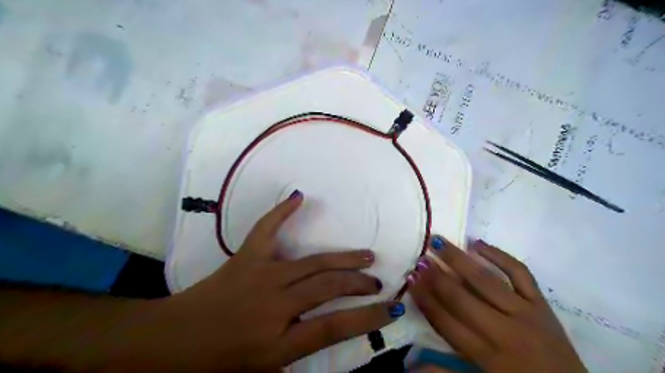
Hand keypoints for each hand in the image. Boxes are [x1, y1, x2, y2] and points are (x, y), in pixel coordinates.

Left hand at [158, 191, 405, 370]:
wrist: (174, 341)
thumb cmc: (220, 361)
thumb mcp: (266, 369)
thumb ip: (302, 349)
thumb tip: (333, 328)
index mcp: (279, 342)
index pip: (335, 326)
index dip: (368, 317)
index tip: (391, 308)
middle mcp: (275, 304)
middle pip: (328, 287)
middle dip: (359, 283)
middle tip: (377, 282)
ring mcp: (261, 275)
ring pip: (313, 262)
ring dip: (343, 258)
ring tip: (365, 256)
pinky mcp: (246, 257)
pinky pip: (267, 229)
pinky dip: (282, 212)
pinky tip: (299, 196)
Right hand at [408, 237, 582, 370]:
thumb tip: (409, 365)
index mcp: (487, 356)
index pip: (446, 322)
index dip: (426, 300)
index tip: (410, 280)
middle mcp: (504, 331)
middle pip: (462, 298)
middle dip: (437, 277)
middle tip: (419, 258)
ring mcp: (526, 313)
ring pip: (485, 280)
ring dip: (458, 259)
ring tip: (438, 242)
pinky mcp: (542, 303)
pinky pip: (520, 273)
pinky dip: (499, 255)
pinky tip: (478, 243)